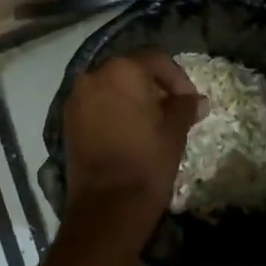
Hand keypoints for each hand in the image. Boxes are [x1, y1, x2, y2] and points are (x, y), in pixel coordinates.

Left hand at [62, 52, 203, 222]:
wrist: (107, 206)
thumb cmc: (147, 162)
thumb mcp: (174, 131)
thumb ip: (185, 107)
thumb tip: (196, 100)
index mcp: (123, 71)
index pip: (156, 59)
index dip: (177, 77)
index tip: (190, 100)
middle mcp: (94, 75)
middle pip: (130, 69)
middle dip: (153, 85)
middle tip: (172, 109)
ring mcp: (76, 97)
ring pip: (111, 86)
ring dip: (131, 97)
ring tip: (151, 121)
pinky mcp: (68, 119)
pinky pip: (96, 103)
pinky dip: (113, 109)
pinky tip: (129, 130)